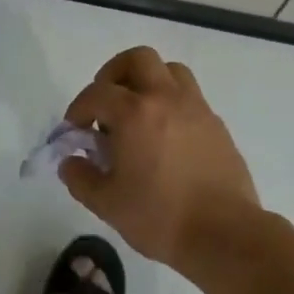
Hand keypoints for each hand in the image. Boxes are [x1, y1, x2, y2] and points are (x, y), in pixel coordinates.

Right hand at [59, 46, 260, 273]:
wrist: (224, 234)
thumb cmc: (160, 217)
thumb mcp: (108, 205)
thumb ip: (82, 179)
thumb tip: (70, 162)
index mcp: (134, 113)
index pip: (97, 93)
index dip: (79, 108)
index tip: (75, 129)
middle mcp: (164, 97)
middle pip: (137, 59)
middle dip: (115, 73)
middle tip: (107, 102)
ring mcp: (194, 107)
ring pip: (169, 70)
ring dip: (149, 80)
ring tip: (139, 110)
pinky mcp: (215, 122)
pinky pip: (189, 95)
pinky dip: (172, 102)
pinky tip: (167, 134)